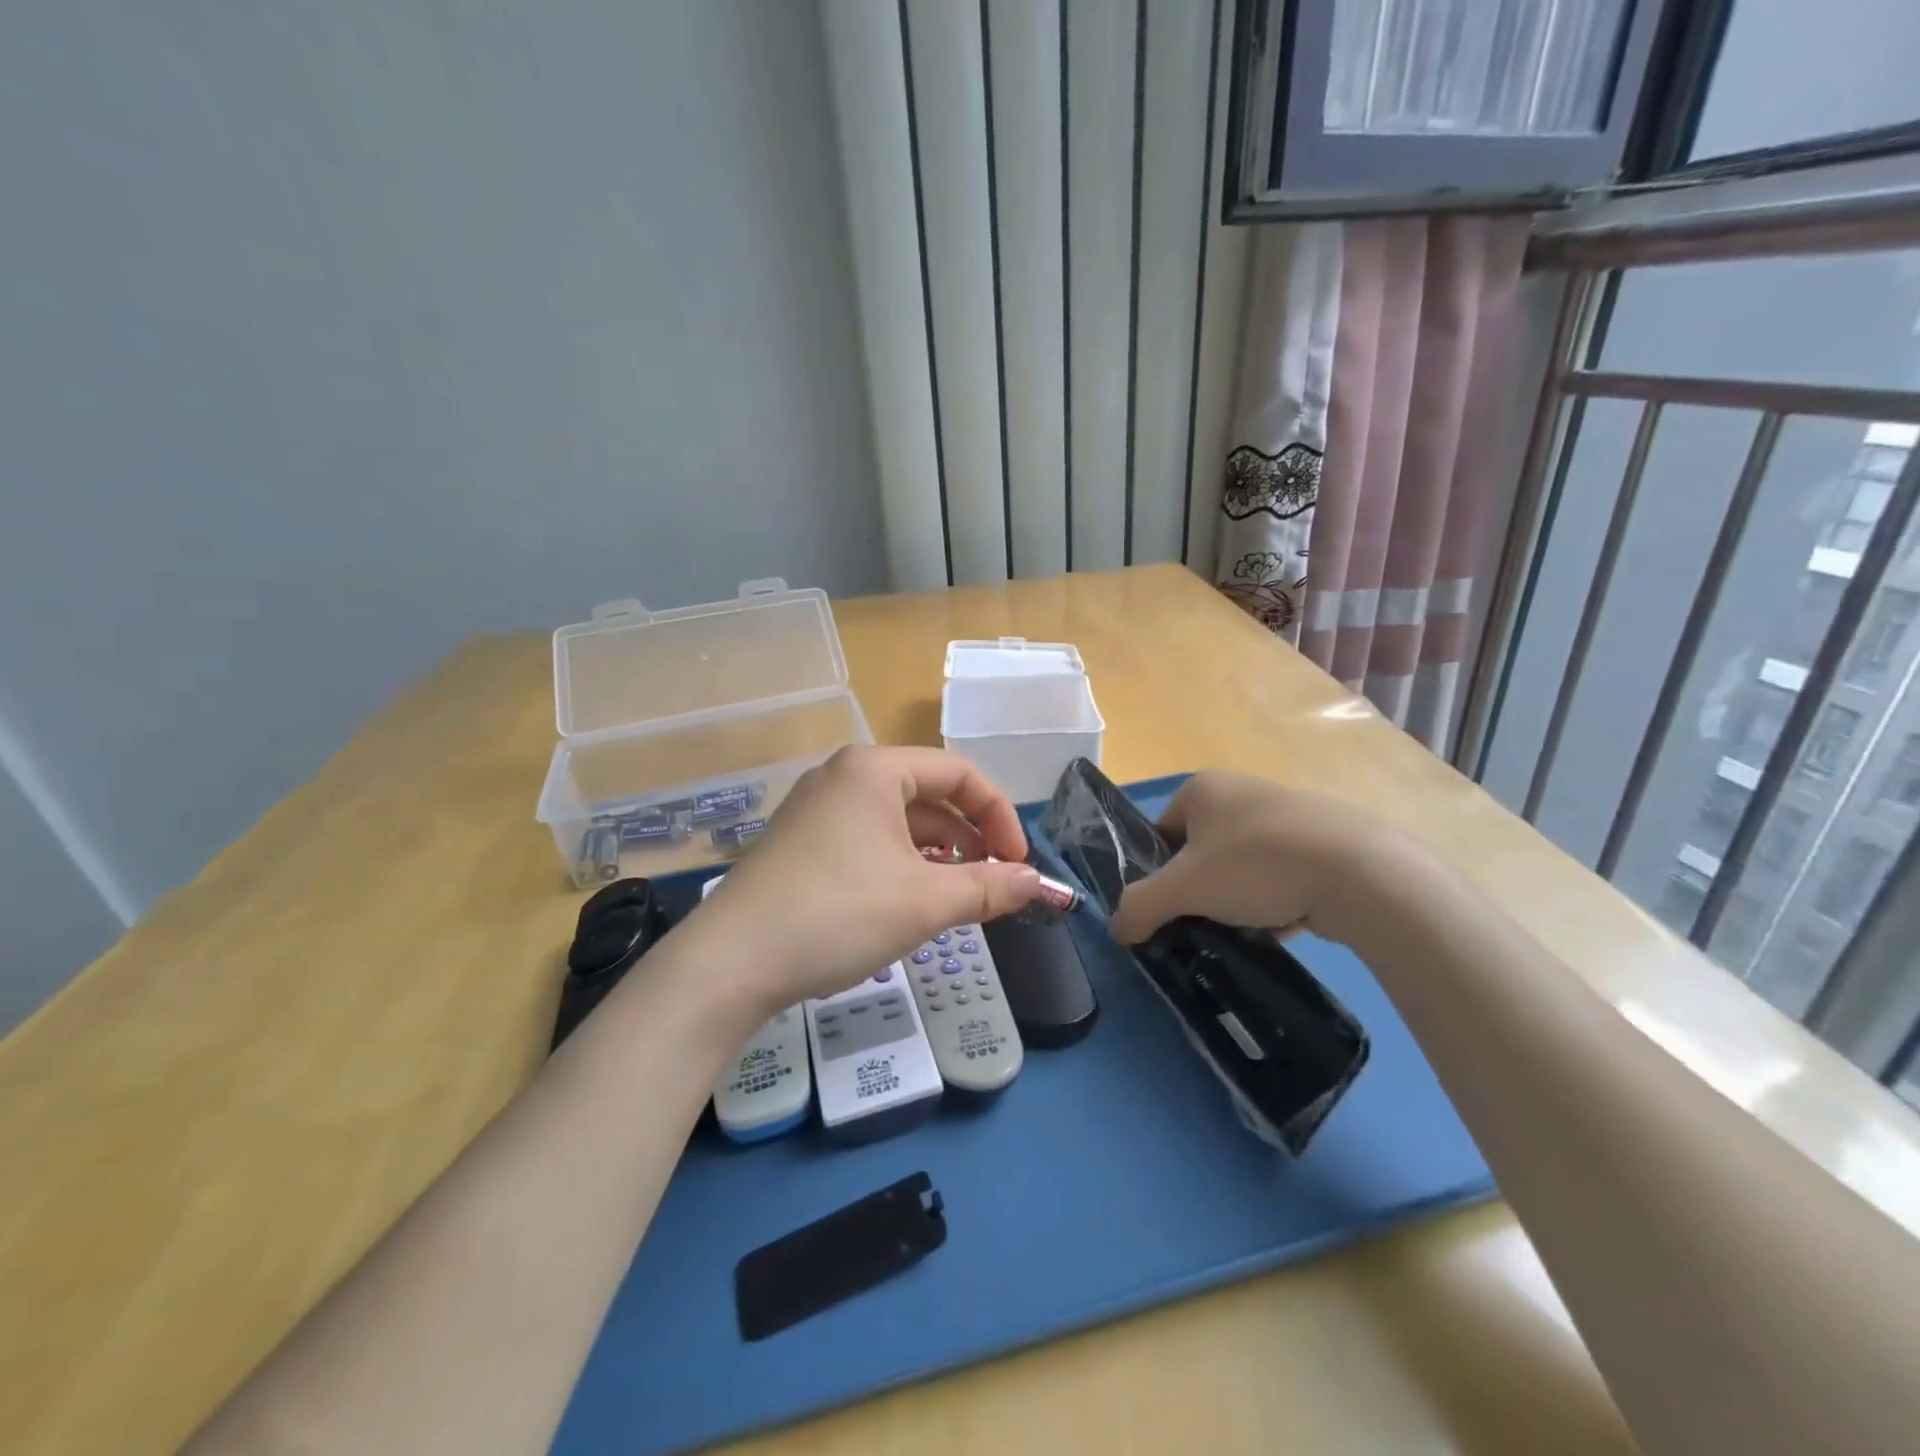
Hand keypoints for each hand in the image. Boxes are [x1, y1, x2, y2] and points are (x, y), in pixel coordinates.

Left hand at [693, 746, 1042, 1009]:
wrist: (731, 963)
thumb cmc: (837, 914)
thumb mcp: (924, 902)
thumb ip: (989, 887)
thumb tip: (1038, 884)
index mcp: (875, 768)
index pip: (960, 774)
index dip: (1000, 816)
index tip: (1020, 864)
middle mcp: (844, 775)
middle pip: (929, 795)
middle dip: (970, 838)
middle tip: (993, 884)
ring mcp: (818, 808)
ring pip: (899, 821)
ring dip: (937, 854)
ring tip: (957, 896)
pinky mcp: (802, 841)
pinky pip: (869, 839)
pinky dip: (901, 863)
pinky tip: (910, 900)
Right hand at [1109, 771, 1401, 948]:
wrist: (1357, 872)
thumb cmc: (1254, 865)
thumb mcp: (1182, 890)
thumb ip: (1139, 907)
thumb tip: (1119, 930)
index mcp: (1202, 788)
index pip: (1160, 833)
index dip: (1159, 874)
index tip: (1172, 906)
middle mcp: (1241, 789)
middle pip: (1201, 852)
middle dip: (1201, 890)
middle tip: (1206, 921)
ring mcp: (1286, 812)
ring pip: (1242, 866)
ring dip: (1238, 899)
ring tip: (1247, 929)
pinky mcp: (1323, 838)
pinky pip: (1281, 873)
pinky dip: (1275, 899)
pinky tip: (1283, 924)